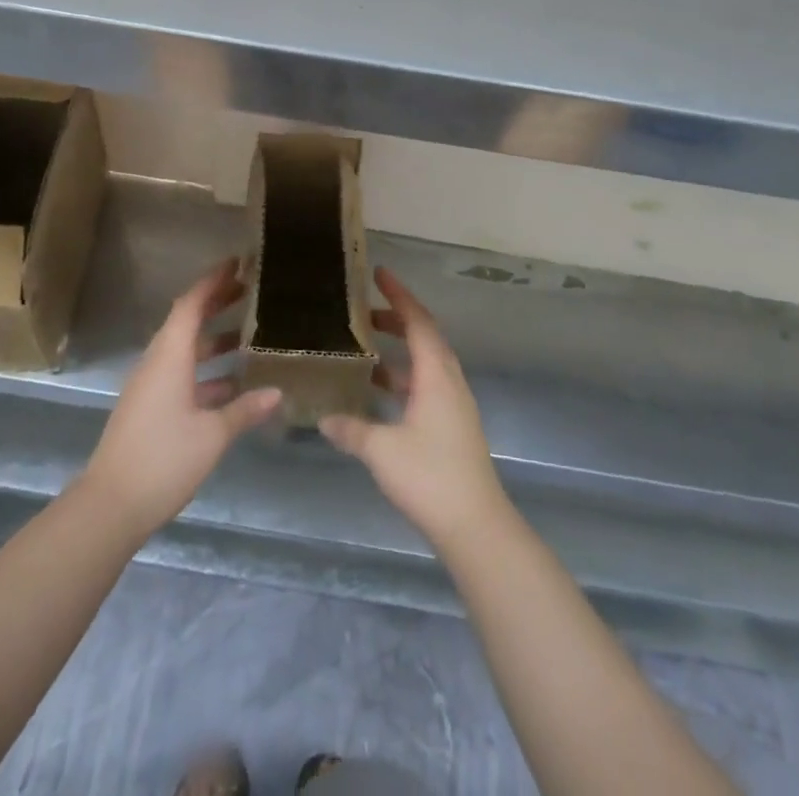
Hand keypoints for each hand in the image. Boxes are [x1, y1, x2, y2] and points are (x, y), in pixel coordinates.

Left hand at [80, 259, 280, 536]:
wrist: (109, 506)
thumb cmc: (163, 459)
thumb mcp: (212, 435)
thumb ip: (244, 409)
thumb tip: (277, 392)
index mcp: (169, 357)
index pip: (190, 304)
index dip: (213, 281)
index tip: (237, 263)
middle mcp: (157, 363)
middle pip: (187, 322)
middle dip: (216, 304)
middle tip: (250, 291)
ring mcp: (150, 387)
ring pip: (185, 350)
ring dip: (213, 340)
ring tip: (249, 335)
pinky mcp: (149, 408)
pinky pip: (181, 374)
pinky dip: (206, 370)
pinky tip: (233, 384)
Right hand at [321, 268, 507, 548]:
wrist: (475, 524)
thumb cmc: (430, 476)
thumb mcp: (382, 450)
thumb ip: (351, 429)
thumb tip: (323, 418)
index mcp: (436, 374)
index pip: (417, 320)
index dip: (398, 295)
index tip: (378, 274)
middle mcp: (449, 380)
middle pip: (424, 336)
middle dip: (396, 319)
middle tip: (363, 314)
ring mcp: (454, 403)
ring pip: (425, 362)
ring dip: (399, 351)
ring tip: (364, 351)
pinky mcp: (453, 424)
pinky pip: (426, 385)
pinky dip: (403, 378)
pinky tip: (379, 395)